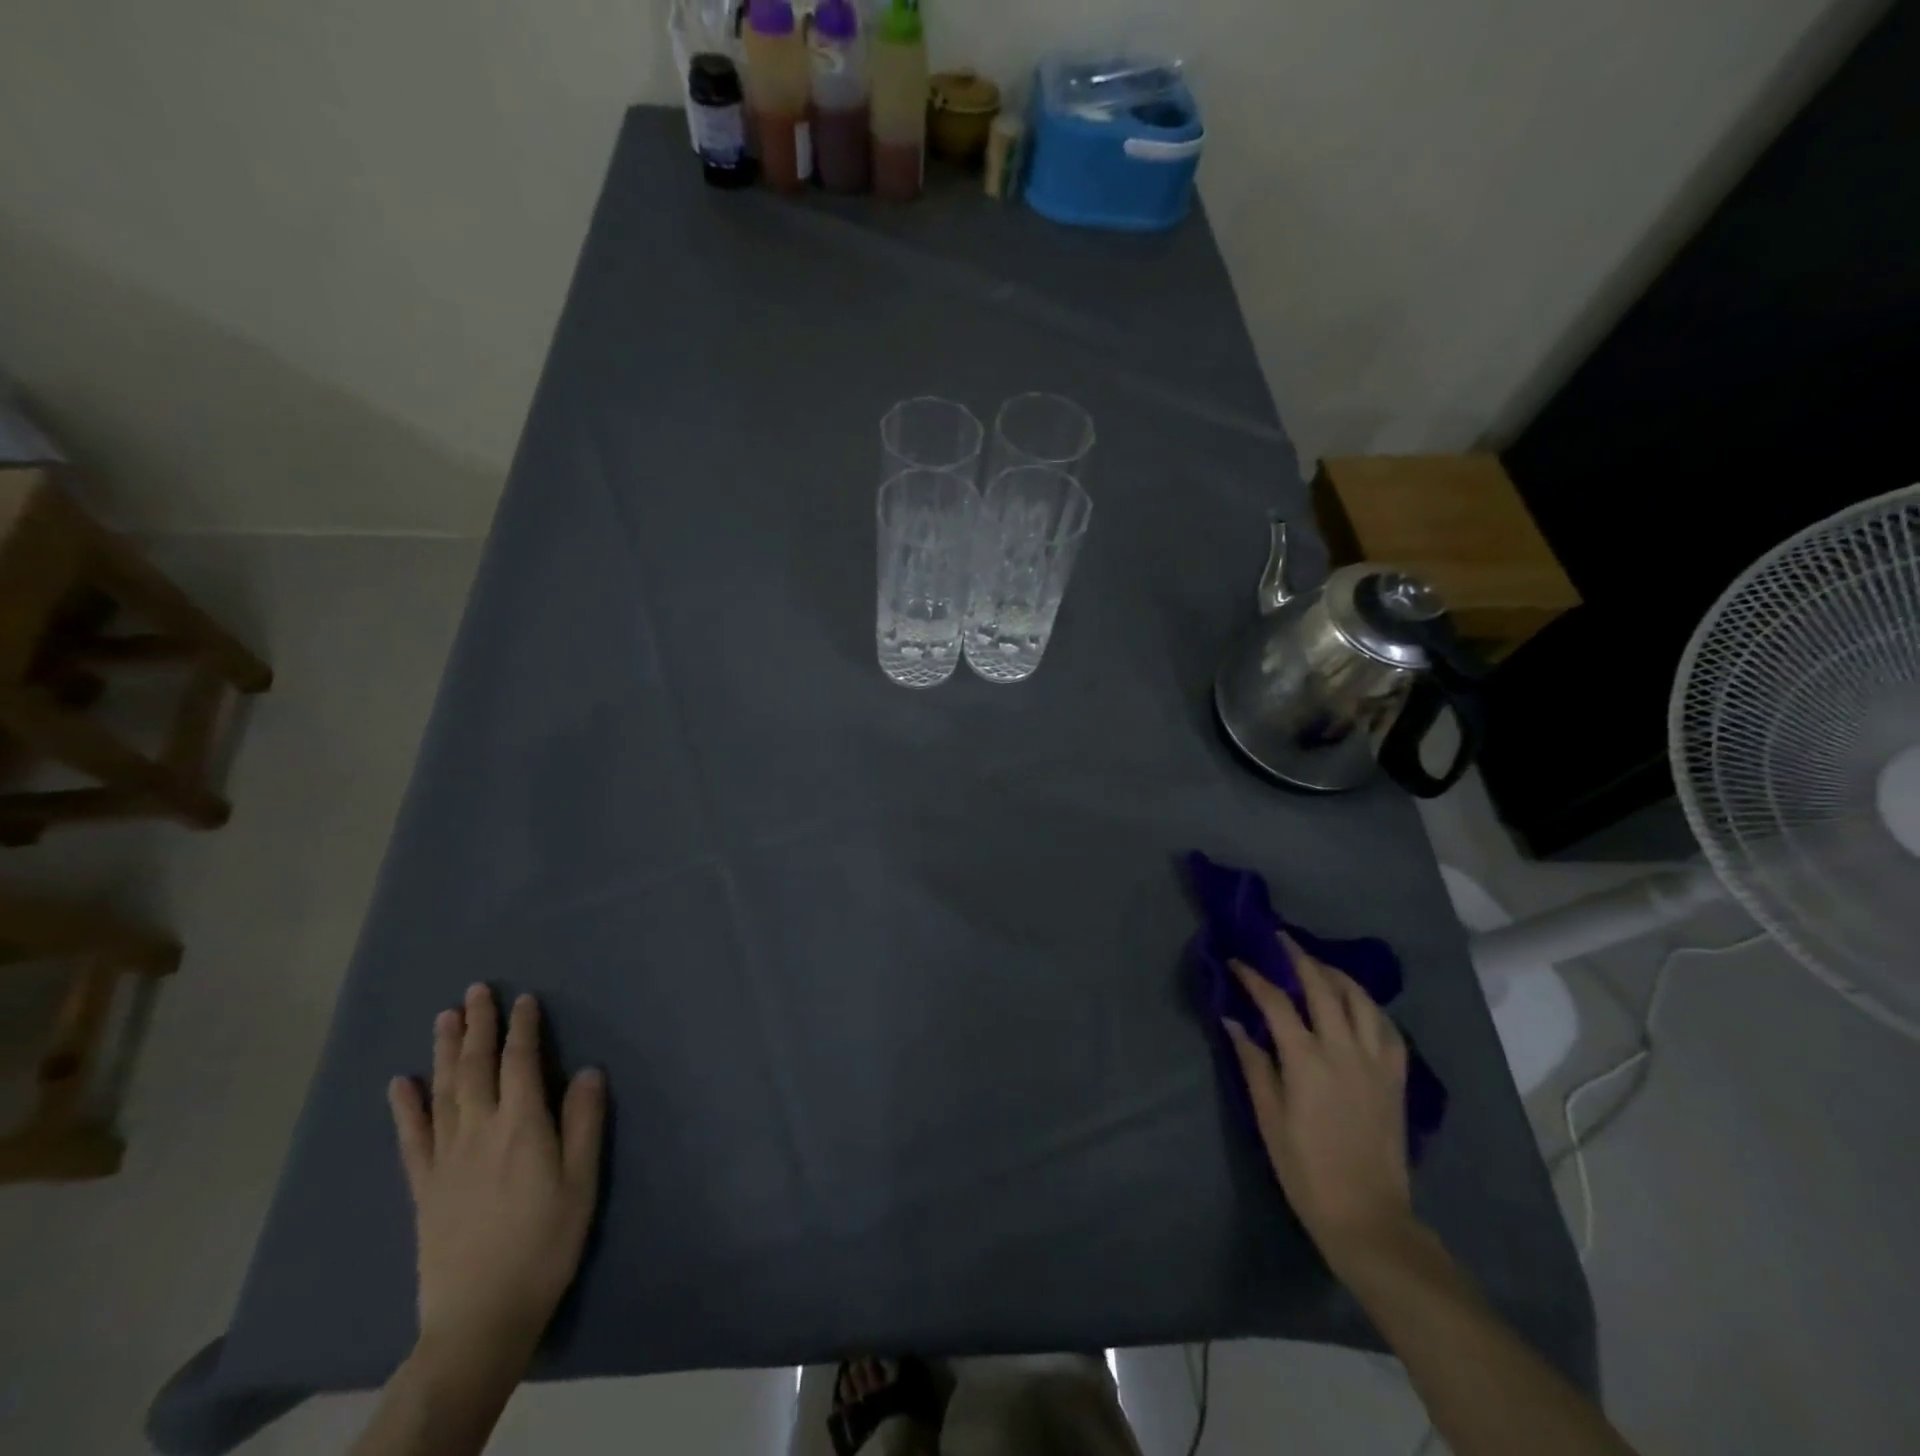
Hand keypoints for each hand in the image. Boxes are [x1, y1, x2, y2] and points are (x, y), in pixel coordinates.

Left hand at [387, 986, 605, 1369]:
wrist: (481, 1315)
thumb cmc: (545, 1242)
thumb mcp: (581, 1181)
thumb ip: (583, 1122)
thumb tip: (586, 1070)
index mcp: (521, 1126)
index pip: (520, 1062)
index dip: (523, 1028)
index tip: (524, 999)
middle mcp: (479, 1131)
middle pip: (476, 1067)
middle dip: (479, 1025)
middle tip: (476, 990)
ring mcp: (445, 1158)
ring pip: (443, 1091)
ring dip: (445, 1050)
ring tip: (444, 1017)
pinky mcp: (423, 1186)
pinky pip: (412, 1137)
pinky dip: (406, 1106)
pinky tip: (400, 1083)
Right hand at [1224, 936, 1414, 1272]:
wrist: (1368, 1216)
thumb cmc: (1306, 1170)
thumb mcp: (1268, 1118)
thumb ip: (1253, 1063)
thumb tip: (1233, 1020)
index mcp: (1307, 1061)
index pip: (1275, 1002)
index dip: (1253, 977)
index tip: (1236, 961)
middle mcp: (1344, 1050)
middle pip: (1322, 987)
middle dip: (1298, 957)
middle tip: (1280, 939)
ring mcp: (1376, 1063)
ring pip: (1361, 1000)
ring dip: (1337, 975)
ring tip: (1318, 965)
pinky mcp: (1397, 1079)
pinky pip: (1388, 1029)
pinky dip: (1370, 1007)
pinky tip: (1358, 1004)